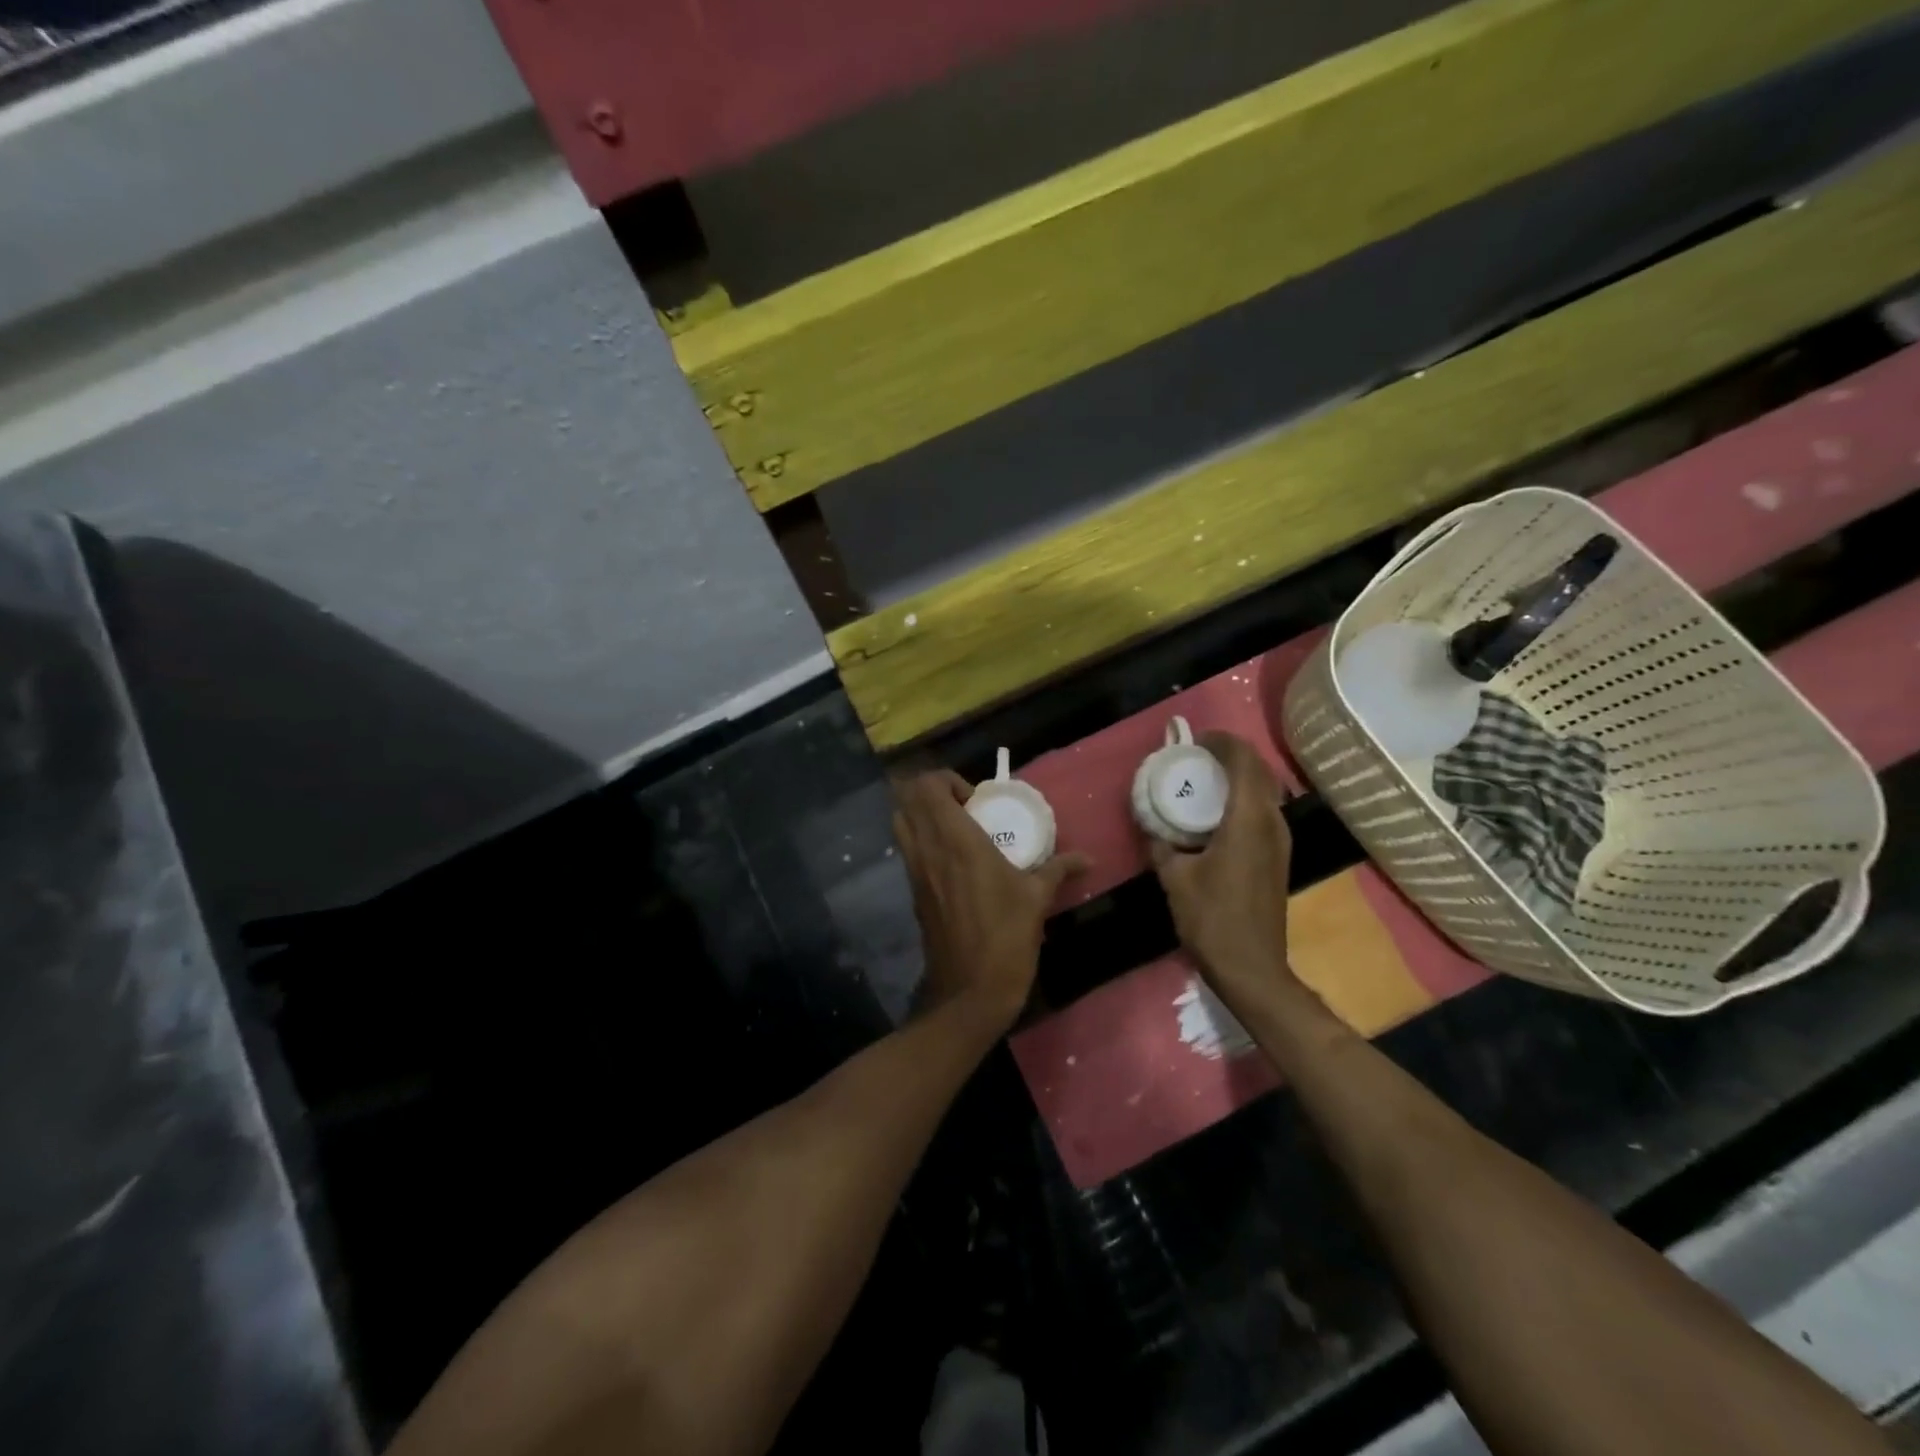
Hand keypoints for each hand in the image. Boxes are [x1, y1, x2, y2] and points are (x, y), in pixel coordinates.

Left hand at [893, 770, 1086, 1033]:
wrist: (969, 993)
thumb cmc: (1005, 939)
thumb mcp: (1037, 900)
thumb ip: (1058, 869)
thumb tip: (1087, 858)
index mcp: (956, 841)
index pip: (928, 787)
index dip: (947, 781)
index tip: (976, 800)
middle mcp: (928, 849)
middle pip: (907, 800)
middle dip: (931, 794)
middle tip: (965, 808)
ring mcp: (915, 872)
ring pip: (901, 824)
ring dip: (922, 816)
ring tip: (958, 831)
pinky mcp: (914, 893)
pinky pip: (908, 851)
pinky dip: (922, 842)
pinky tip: (954, 862)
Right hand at [1148, 733, 1298, 1015]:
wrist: (1252, 968)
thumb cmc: (1211, 919)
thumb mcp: (1174, 878)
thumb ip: (1162, 846)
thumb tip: (1153, 828)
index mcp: (1248, 821)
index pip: (1244, 762)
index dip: (1222, 743)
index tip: (1196, 740)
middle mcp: (1272, 824)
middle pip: (1260, 772)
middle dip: (1232, 756)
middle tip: (1199, 756)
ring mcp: (1281, 842)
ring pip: (1266, 792)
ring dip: (1241, 777)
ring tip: (1207, 779)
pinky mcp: (1279, 858)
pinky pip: (1265, 812)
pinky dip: (1245, 799)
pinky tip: (1219, 813)